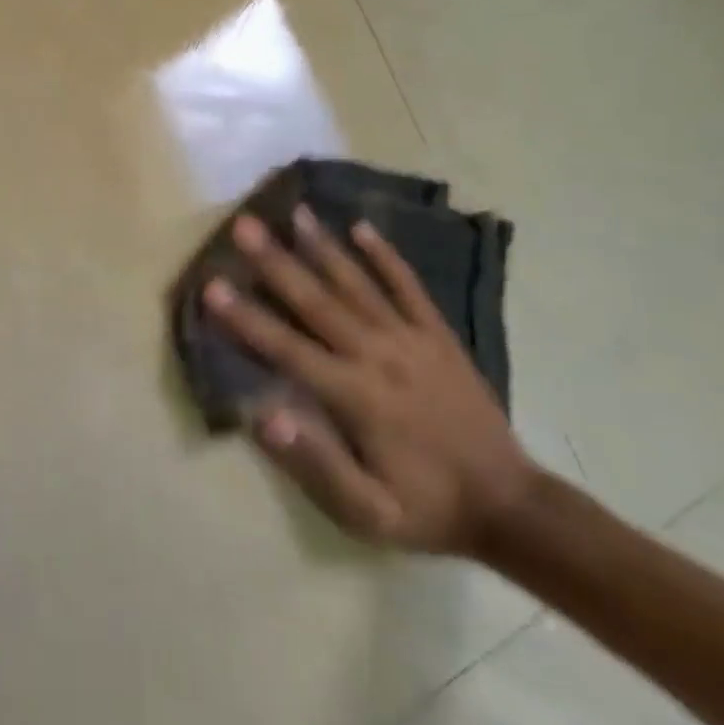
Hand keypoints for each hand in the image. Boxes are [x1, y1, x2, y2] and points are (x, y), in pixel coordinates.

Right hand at [205, 208, 534, 554]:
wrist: (511, 507)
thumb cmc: (426, 509)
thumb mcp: (368, 514)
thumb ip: (316, 464)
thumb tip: (263, 414)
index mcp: (356, 396)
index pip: (288, 349)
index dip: (246, 318)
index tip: (212, 285)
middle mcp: (378, 356)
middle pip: (317, 301)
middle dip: (276, 262)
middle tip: (244, 225)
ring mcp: (412, 340)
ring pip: (358, 284)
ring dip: (323, 246)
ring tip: (294, 211)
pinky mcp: (439, 335)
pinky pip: (409, 287)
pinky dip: (386, 255)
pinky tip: (361, 226)